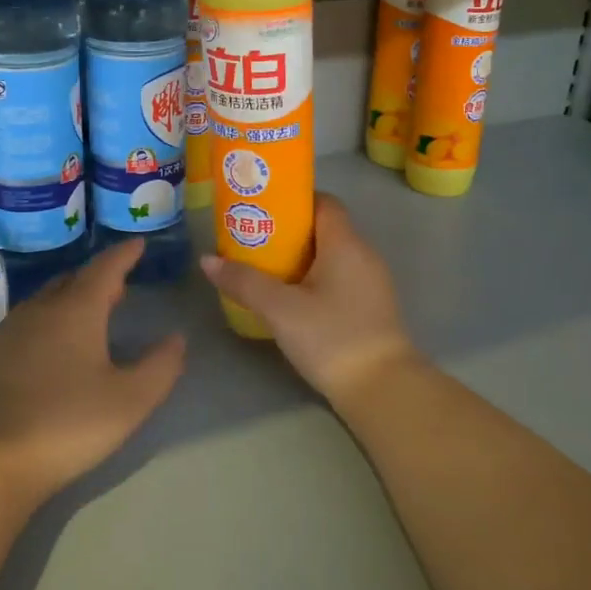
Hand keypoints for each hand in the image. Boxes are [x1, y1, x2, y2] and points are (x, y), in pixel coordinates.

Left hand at [0, 238, 184, 504]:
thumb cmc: (67, 424)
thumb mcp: (130, 401)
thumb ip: (160, 367)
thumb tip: (177, 339)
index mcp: (77, 310)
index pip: (105, 268)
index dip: (124, 255)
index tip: (137, 243)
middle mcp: (39, 310)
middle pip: (72, 281)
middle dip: (97, 279)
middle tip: (116, 286)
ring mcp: (7, 333)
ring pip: (43, 302)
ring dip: (67, 301)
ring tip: (85, 316)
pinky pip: (21, 327)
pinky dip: (42, 326)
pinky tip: (44, 351)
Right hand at [200, 194, 419, 408]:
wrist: (382, 389)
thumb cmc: (331, 337)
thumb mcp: (280, 310)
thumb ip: (244, 282)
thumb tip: (207, 261)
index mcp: (345, 243)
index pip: (324, 202)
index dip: (294, 200)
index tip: (263, 208)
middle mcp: (363, 254)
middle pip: (325, 228)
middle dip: (290, 230)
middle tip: (255, 239)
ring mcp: (371, 282)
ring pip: (332, 255)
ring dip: (302, 257)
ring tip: (267, 267)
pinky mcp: (372, 307)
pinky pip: (340, 277)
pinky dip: (315, 278)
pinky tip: (292, 297)